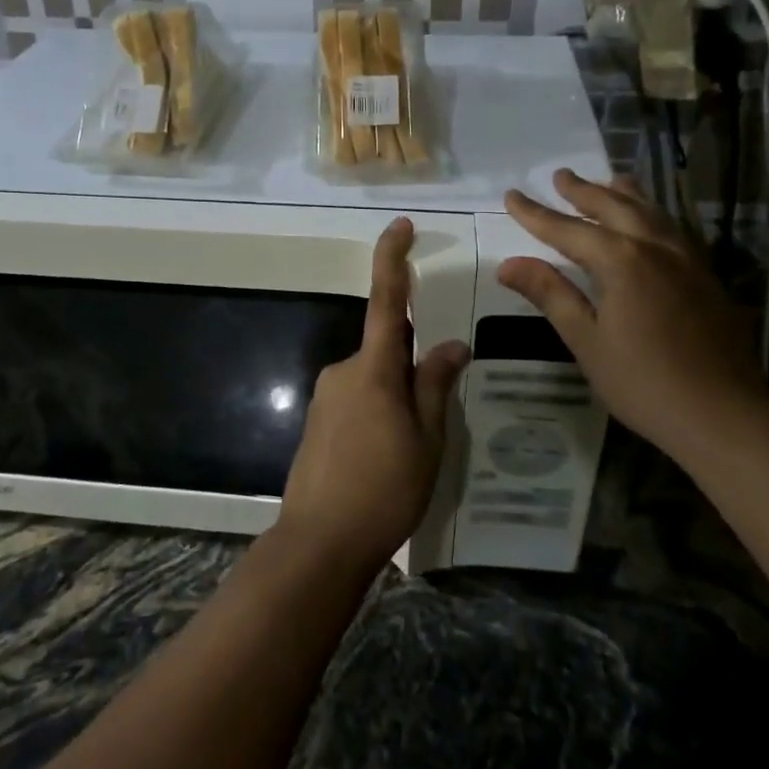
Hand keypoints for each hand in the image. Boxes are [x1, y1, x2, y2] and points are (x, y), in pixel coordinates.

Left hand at [279, 218, 469, 575]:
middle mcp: (343, 371)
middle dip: (411, 365)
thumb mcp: (427, 439)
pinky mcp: (317, 421)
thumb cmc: (384, 489)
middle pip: (385, 349)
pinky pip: (356, 400)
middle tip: (436, 412)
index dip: (393, 259)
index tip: (401, 226)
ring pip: (372, 379)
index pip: (385, 300)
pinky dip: (378, 414)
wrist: (320, 542)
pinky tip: (388, 458)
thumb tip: (451, 344)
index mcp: (374, 369)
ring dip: (396, 397)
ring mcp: (325, 396)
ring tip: (414, 450)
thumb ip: (435, 385)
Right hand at [498, 169, 768, 456]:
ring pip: (652, 213)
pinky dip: (654, 215)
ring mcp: (687, 260)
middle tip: (560, 175)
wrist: (724, 414)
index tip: (512, 194)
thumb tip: (508, 263)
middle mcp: (655, 248)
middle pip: (613, 207)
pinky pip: (674, 230)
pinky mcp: (707, 277)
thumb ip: (551, 295)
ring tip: (609, 180)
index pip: (567, 228)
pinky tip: (653, 223)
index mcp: (621, 261)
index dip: (536, 213)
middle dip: (583, 191)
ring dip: (624, 194)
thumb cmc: (643, 382)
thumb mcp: (586, 340)